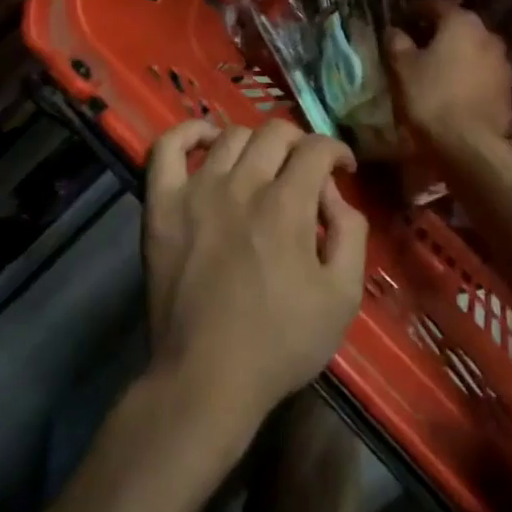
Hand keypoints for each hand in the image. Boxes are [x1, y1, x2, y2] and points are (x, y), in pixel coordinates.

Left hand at [143, 120, 368, 427]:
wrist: (206, 378)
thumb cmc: (281, 343)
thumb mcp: (342, 297)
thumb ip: (350, 233)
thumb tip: (333, 195)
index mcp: (287, 205)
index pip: (317, 148)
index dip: (337, 152)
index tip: (342, 170)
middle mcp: (241, 185)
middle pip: (276, 133)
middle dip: (301, 145)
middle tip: (305, 172)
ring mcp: (196, 192)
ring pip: (231, 136)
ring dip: (257, 144)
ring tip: (263, 167)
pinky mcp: (161, 206)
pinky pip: (166, 149)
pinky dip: (188, 133)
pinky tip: (207, 140)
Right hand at [384, 0, 511, 146]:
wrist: (469, 145)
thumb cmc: (430, 98)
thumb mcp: (402, 68)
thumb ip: (397, 42)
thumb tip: (395, 30)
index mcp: (461, 22)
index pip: (436, 4)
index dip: (416, 9)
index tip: (402, 19)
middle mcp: (487, 34)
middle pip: (459, 24)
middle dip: (439, 30)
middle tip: (419, 42)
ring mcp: (502, 61)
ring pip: (474, 47)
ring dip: (457, 52)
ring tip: (437, 66)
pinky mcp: (508, 87)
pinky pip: (483, 70)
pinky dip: (469, 72)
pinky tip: (455, 86)